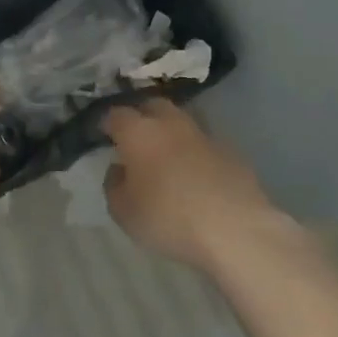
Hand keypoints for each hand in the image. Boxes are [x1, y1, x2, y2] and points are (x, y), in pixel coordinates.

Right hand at [101, 100, 306, 271]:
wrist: (235, 230)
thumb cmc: (168, 218)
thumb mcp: (123, 211)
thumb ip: (114, 185)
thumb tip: (119, 169)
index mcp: (139, 132)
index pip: (115, 114)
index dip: (106, 123)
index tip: (101, 135)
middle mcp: (171, 124)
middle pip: (152, 106)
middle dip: (141, 116)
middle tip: (134, 138)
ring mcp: (205, 135)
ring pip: (181, 122)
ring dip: (170, 133)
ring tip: (165, 156)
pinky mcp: (232, 152)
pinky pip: (204, 144)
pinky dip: (194, 152)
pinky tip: (194, 174)